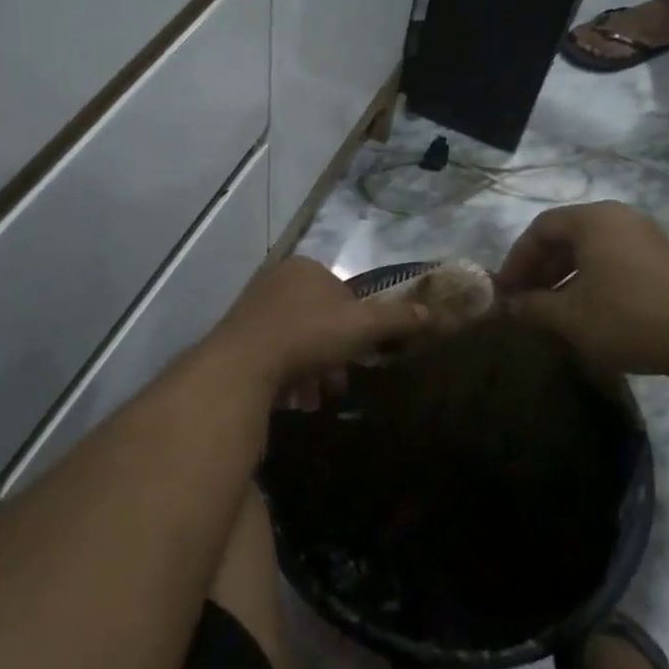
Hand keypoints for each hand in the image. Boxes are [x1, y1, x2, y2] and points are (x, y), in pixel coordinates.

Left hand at [209, 258, 427, 404]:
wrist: (243, 365)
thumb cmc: (308, 336)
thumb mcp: (362, 326)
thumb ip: (397, 319)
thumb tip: (431, 313)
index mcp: (306, 268)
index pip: (344, 295)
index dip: (357, 327)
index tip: (360, 356)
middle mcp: (277, 281)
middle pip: (320, 321)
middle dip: (333, 356)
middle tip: (338, 384)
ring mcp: (253, 308)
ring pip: (297, 341)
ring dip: (312, 371)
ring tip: (314, 398)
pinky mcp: (236, 337)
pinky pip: (273, 355)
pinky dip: (287, 376)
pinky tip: (292, 400)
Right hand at [494, 202, 668, 375]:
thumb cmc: (626, 318)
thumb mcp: (569, 316)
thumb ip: (532, 306)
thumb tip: (509, 305)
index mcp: (594, 220)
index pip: (540, 228)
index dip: (517, 259)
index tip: (505, 290)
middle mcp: (619, 218)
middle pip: (565, 235)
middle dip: (539, 268)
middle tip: (523, 300)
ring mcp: (644, 237)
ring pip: (589, 249)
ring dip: (562, 276)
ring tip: (548, 308)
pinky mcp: (660, 259)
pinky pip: (611, 259)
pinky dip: (589, 279)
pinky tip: (583, 309)